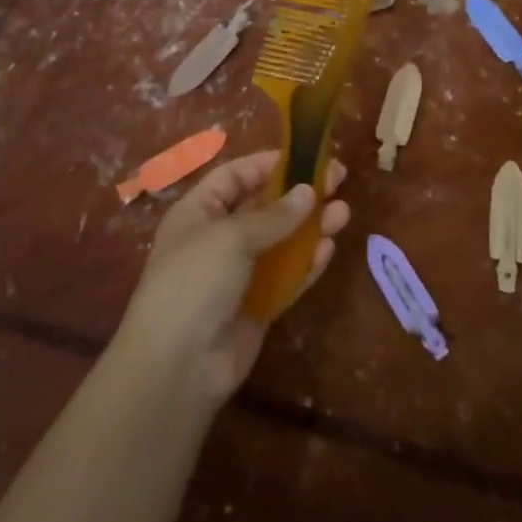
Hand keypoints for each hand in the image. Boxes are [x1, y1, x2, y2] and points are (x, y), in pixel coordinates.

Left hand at [108, 151, 350, 408]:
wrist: (178, 366)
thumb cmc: (194, 282)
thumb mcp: (230, 237)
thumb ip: (273, 215)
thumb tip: (308, 191)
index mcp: (199, 211)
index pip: (235, 176)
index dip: (268, 164)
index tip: (305, 156)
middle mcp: (218, 237)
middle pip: (264, 206)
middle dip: (299, 193)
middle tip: (338, 179)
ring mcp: (239, 273)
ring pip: (281, 241)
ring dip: (310, 226)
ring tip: (343, 212)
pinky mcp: (257, 305)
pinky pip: (287, 276)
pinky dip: (307, 262)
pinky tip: (328, 248)